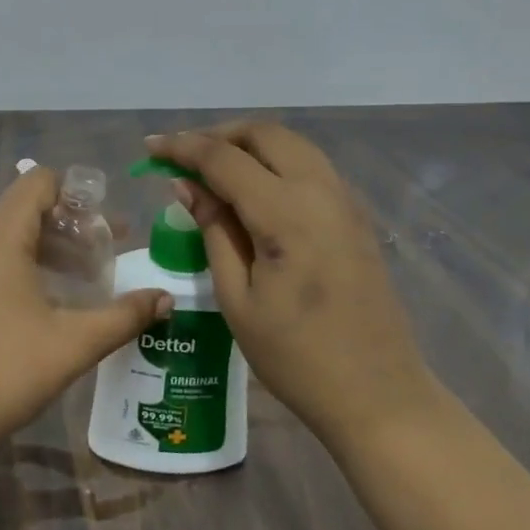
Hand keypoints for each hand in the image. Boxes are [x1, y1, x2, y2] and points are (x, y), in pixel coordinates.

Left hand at [0, 166, 170, 458]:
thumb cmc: (8, 370)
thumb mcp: (75, 342)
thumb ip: (125, 315)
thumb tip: (167, 299)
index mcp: (0, 236)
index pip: (38, 182)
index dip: (76, 194)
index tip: (106, 225)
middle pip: (26, 209)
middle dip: (70, 226)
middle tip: (105, 254)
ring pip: (7, 236)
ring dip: (47, 247)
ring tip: (82, 278)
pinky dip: (20, 264)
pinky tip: (42, 302)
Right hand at [143, 124, 440, 449]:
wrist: (379, 395)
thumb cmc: (296, 357)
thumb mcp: (237, 299)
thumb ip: (214, 231)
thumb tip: (186, 185)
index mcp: (287, 214)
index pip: (224, 159)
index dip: (183, 147)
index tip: (150, 147)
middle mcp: (321, 192)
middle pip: (264, 134)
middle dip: (218, 135)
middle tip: (183, 158)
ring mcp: (345, 201)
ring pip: (292, 144)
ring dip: (249, 144)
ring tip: (213, 169)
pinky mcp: (356, 216)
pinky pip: (310, 166)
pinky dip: (275, 161)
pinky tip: (253, 190)